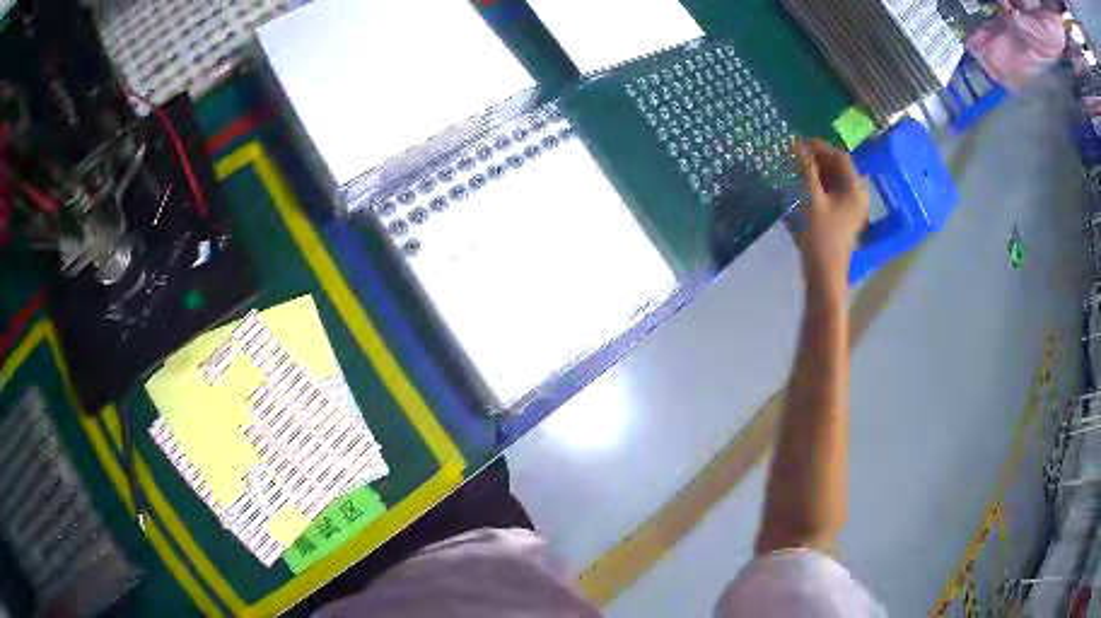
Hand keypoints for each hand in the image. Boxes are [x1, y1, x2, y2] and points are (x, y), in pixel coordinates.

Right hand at [793, 139, 868, 292]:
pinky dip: (819, 183)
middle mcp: (857, 196)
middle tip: (796, 153)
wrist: (825, 273)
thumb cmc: (821, 236)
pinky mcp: (843, 216)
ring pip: (835, 179)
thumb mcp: (813, 199)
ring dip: (817, 170)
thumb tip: (796, 145)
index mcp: (855, 190)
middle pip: (839, 168)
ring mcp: (851, 207)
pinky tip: (804, 182)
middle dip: (819, 158)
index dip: (821, 147)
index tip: (800, 143)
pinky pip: (833, 191)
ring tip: (797, 165)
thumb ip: (806, 170)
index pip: (841, 157)